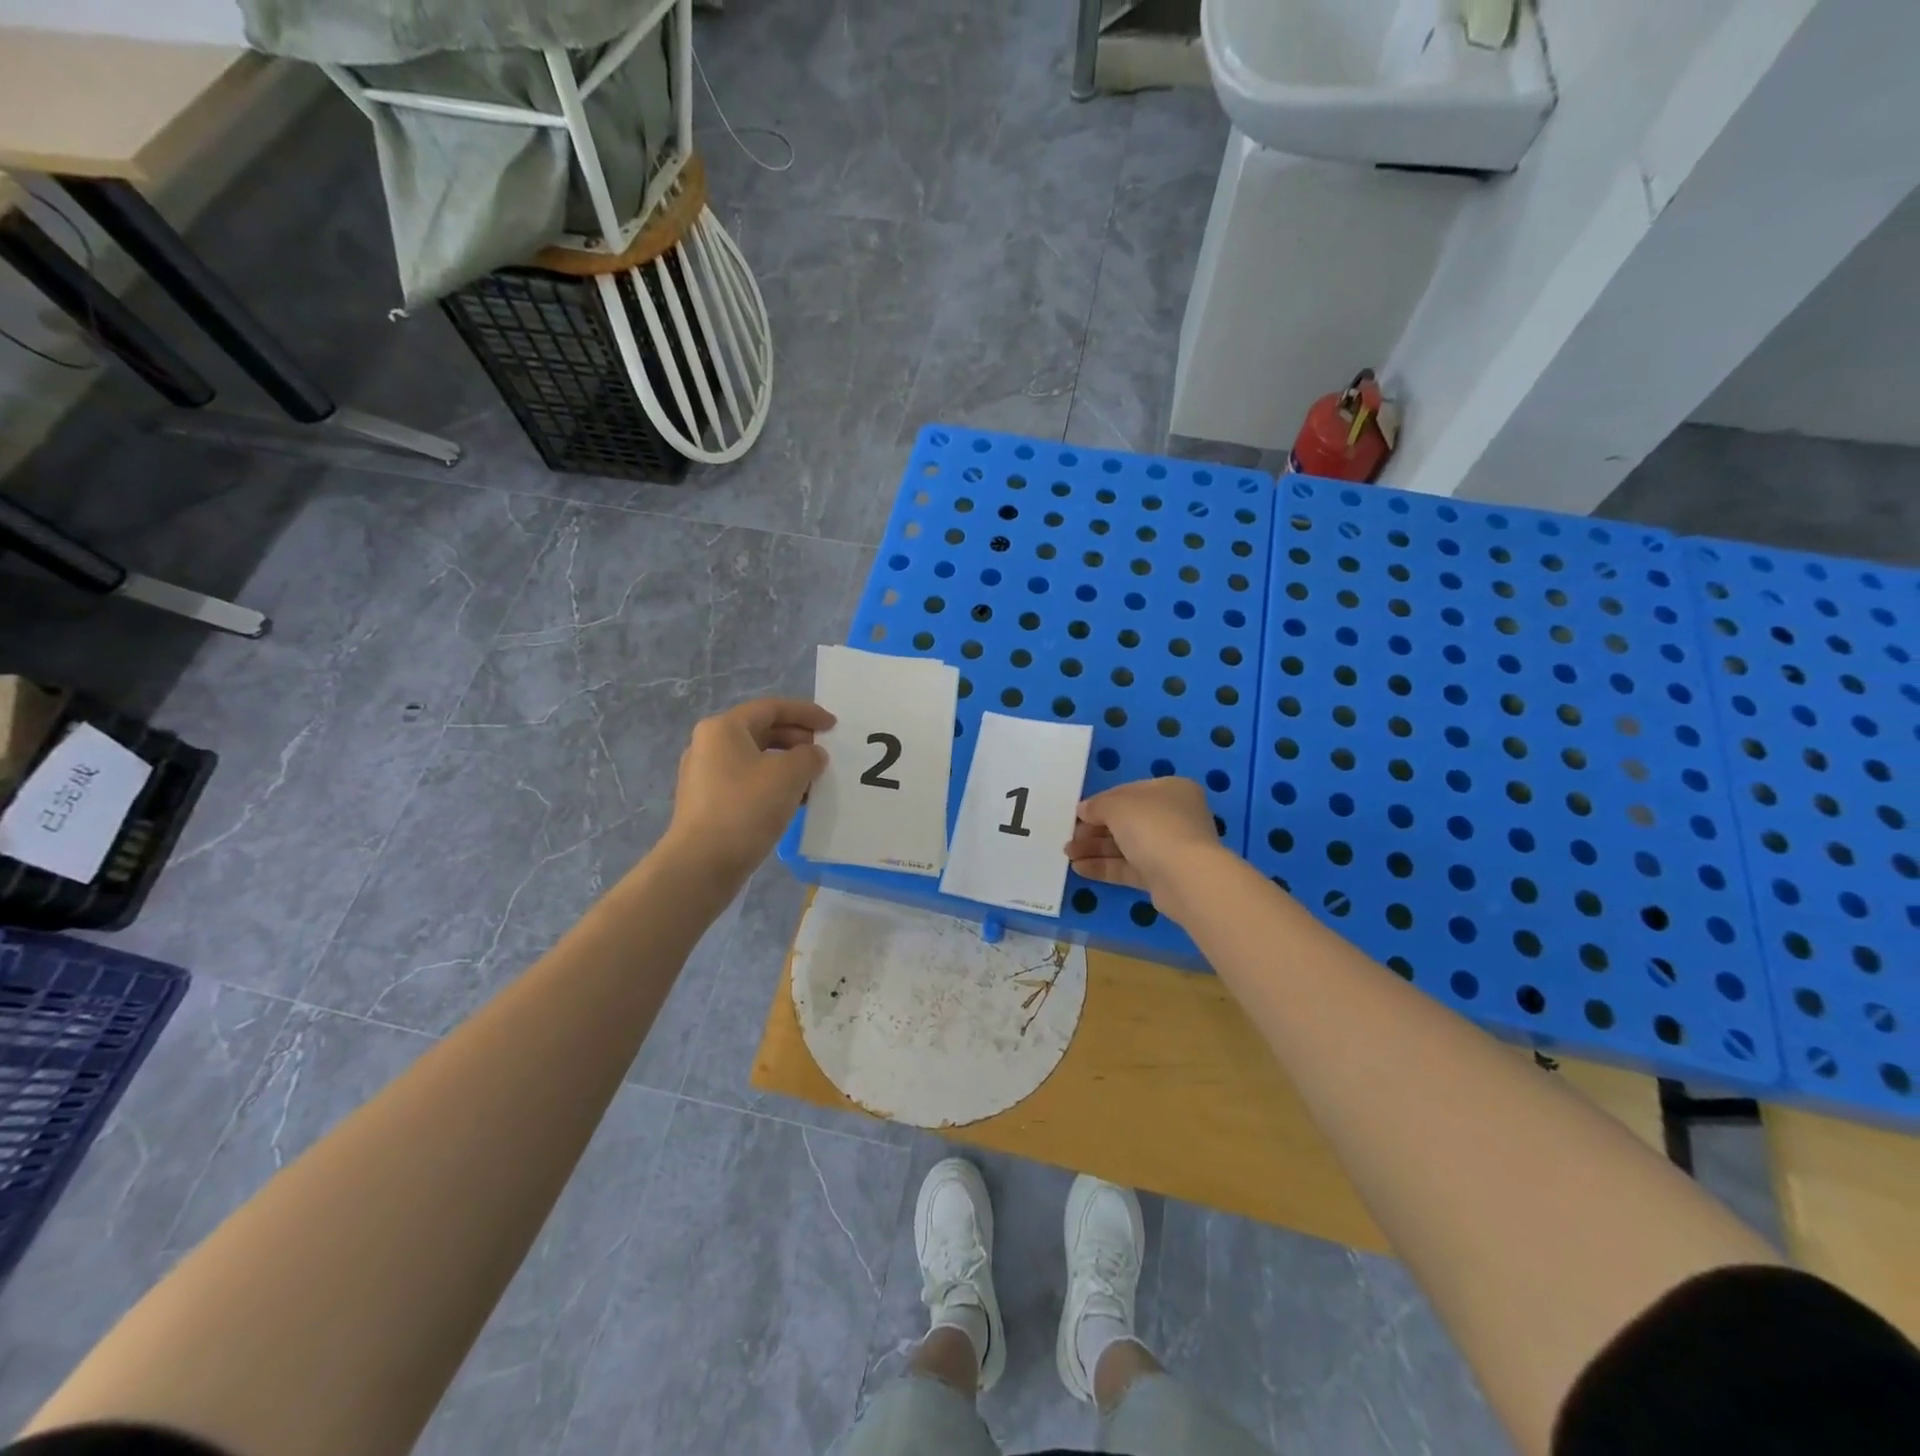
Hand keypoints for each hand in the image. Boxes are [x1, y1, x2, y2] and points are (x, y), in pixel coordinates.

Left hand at [666, 697, 834, 879]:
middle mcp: (709, 745)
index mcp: (724, 728)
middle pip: (762, 731)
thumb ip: (809, 756)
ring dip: (788, 765)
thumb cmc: (746, 808)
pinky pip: (748, 781)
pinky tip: (794, 802)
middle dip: (798, 739)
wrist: (702, 864)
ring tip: (814, 780)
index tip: (833, 726)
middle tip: (825, 753)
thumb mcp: (789, 775)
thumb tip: (812, 755)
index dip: (806, 713)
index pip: (772, 708)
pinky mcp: (709, 802)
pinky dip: (773, 784)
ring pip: (756, 758)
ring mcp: (706, 775)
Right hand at [1066, 777, 1228, 921]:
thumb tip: (1083, 810)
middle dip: (1094, 829)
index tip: (1077, 814)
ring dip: (1095, 848)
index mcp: (1170, 790)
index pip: (1128, 792)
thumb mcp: (1117, 806)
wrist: (1185, 877)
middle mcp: (1173, 816)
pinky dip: (1105, 867)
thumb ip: (1097, 806)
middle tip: (1070, 837)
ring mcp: (1170, 847)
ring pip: (1126, 845)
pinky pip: (1129, 867)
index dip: (1100, 802)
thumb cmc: (1153, 827)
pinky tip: (1079, 868)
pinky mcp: (1163, 875)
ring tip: (1068, 855)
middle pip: (1126, 820)